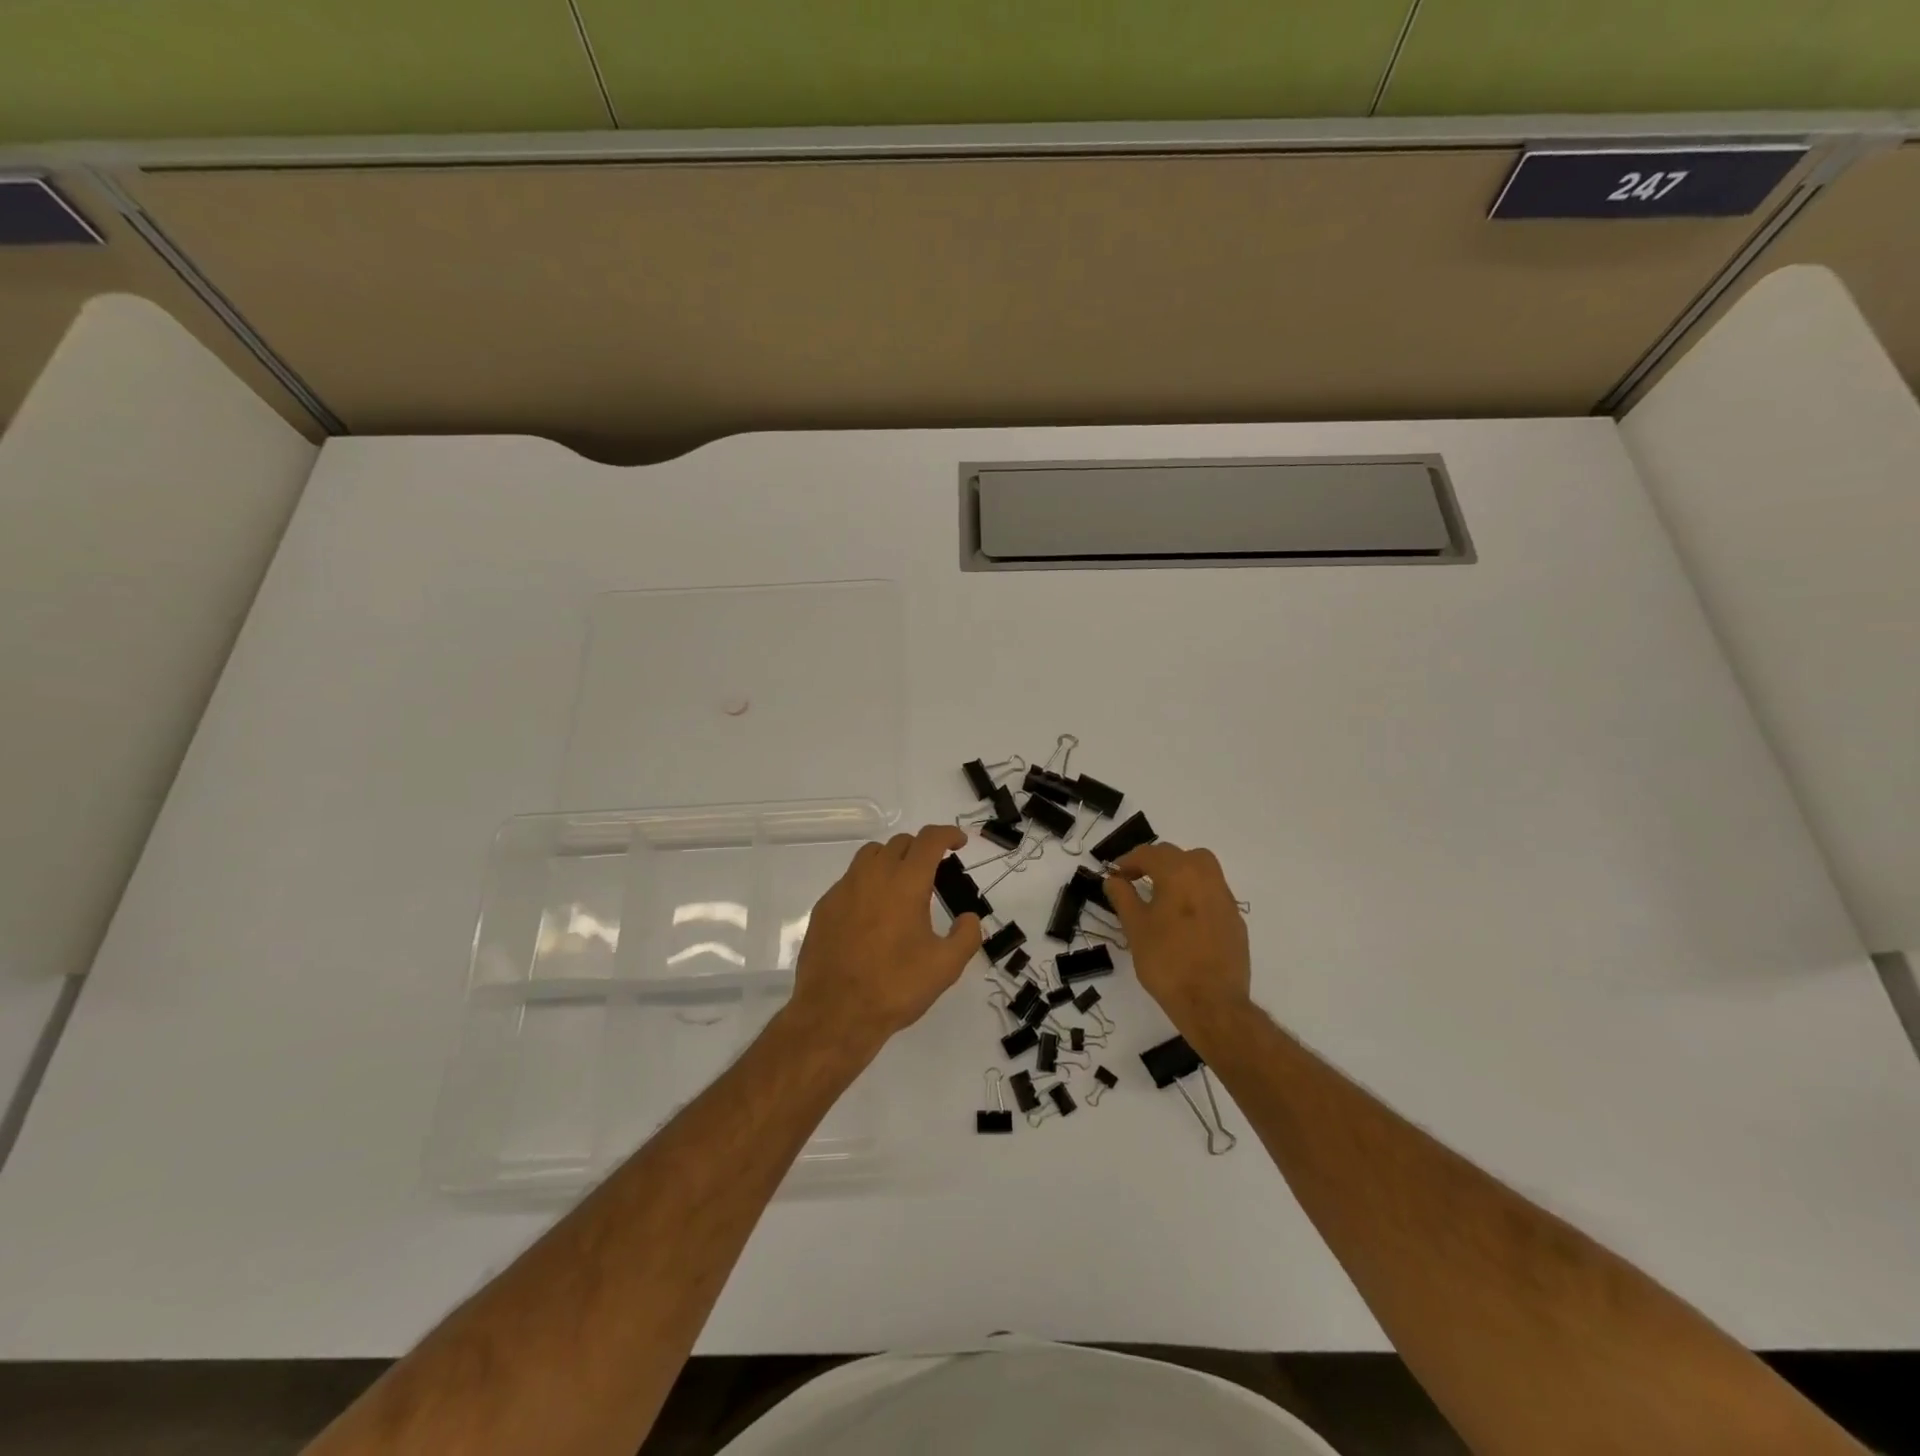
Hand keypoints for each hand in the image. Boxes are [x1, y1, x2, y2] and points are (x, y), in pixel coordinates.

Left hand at [790, 824, 982, 1053]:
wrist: (835, 1013)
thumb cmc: (895, 986)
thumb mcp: (945, 967)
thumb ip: (966, 936)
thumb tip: (969, 918)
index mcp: (906, 883)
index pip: (929, 840)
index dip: (948, 834)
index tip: (959, 843)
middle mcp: (873, 876)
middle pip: (900, 843)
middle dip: (921, 849)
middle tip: (934, 872)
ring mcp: (844, 889)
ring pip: (871, 855)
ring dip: (891, 860)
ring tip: (901, 887)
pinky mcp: (824, 907)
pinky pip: (850, 880)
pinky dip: (867, 884)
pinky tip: (872, 915)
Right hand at [1106, 843, 1251, 1035]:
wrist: (1212, 1002)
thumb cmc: (1166, 962)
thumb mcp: (1135, 928)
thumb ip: (1123, 897)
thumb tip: (1114, 880)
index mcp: (1179, 874)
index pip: (1150, 854)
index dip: (1128, 861)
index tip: (1115, 875)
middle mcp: (1206, 878)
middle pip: (1180, 855)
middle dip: (1156, 862)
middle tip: (1137, 880)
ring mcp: (1225, 899)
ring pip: (1202, 870)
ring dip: (1180, 873)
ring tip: (1162, 896)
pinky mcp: (1236, 921)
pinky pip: (1213, 894)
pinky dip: (1195, 894)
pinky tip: (1184, 919)